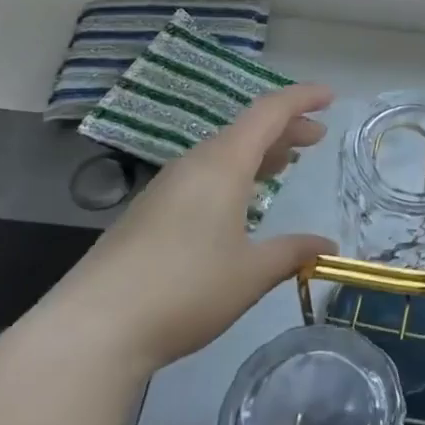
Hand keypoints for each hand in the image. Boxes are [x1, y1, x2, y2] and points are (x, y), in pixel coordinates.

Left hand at [36, 85, 336, 369]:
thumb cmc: (185, 289)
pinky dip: (235, 173)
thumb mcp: (252, 273)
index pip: (268, 113)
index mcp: (222, 165)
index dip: (301, 99)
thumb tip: (328, 247)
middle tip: (318, 136)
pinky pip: (204, 175)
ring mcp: (167, 188)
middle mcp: (193, 165)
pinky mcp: (150, 213)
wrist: (94, 328)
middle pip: (246, 130)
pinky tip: (241, 201)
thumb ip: (293, 252)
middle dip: (285, 128)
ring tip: (286, 162)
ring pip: (223, 153)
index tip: (330, 96)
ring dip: (259, 151)